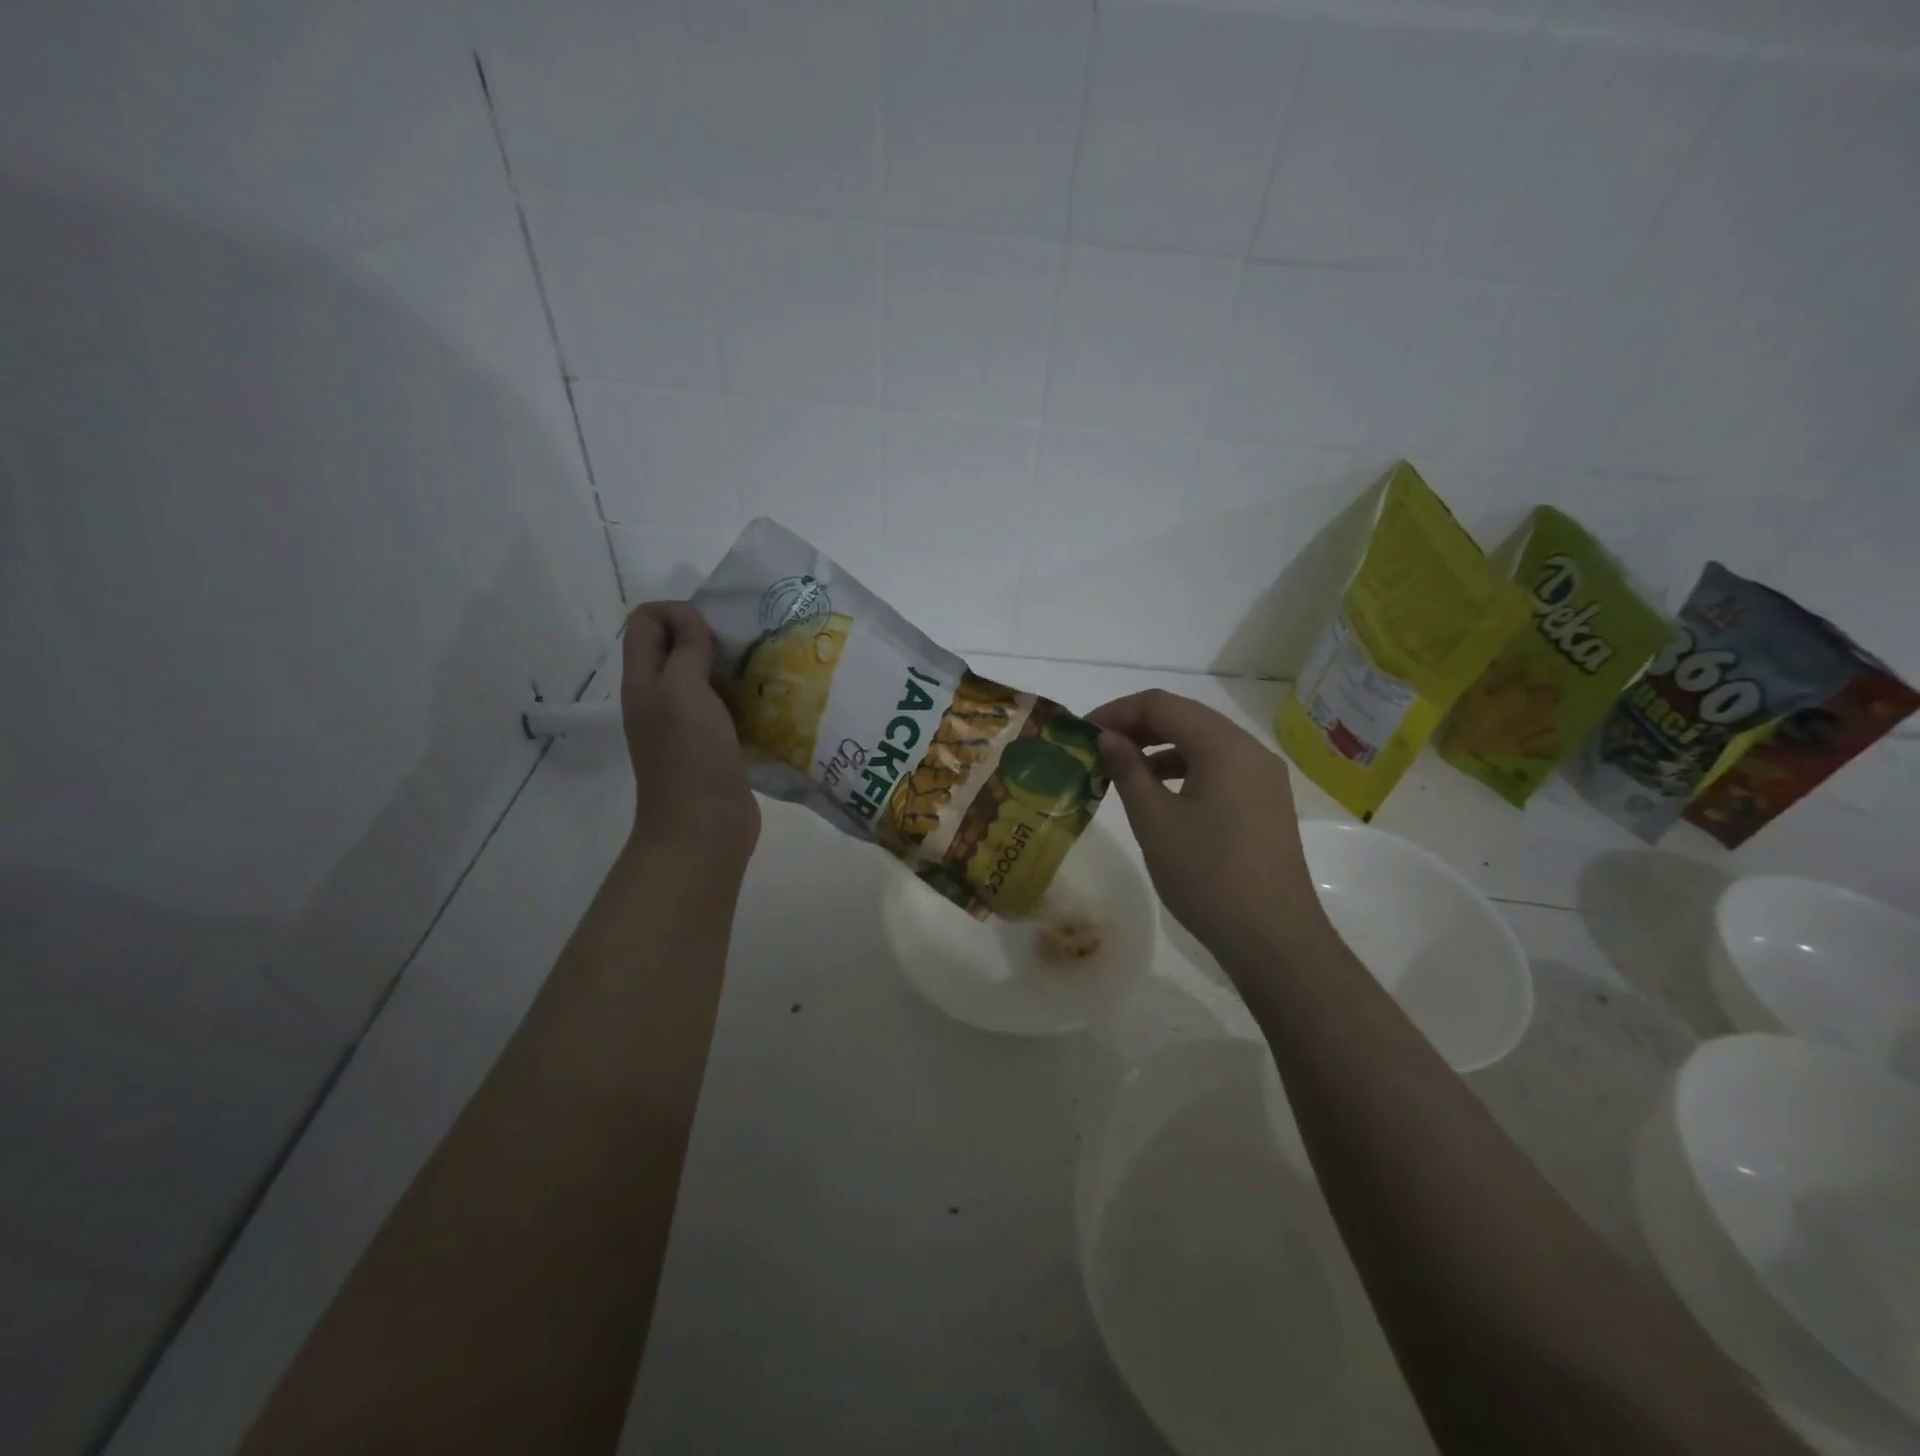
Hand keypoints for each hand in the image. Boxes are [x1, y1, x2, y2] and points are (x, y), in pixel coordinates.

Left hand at [620, 602, 758, 871]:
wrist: (703, 828)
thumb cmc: (691, 756)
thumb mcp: (683, 691)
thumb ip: (686, 649)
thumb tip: (691, 619)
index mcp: (643, 681)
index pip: (646, 621)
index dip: (678, 612)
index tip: (714, 630)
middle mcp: (659, 698)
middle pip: (675, 646)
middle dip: (709, 636)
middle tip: (746, 647)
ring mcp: (685, 724)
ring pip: (704, 676)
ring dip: (731, 668)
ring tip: (763, 670)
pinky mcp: (713, 745)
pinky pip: (725, 707)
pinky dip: (744, 698)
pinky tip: (769, 702)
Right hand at [1088, 689, 1329, 973]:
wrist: (1272, 937)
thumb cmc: (1206, 874)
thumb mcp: (1154, 820)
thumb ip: (1128, 769)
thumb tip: (1108, 737)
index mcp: (1224, 746)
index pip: (1162, 704)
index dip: (1118, 711)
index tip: (1083, 732)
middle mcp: (1250, 751)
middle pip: (1186, 717)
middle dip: (1138, 727)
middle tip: (1098, 749)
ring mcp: (1263, 778)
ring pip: (1204, 743)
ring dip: (1160, 748)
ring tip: (1122, 772)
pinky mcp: (1265, 803)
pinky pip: (1219, 769)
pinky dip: (1184, 770)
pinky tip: (1160, 794)